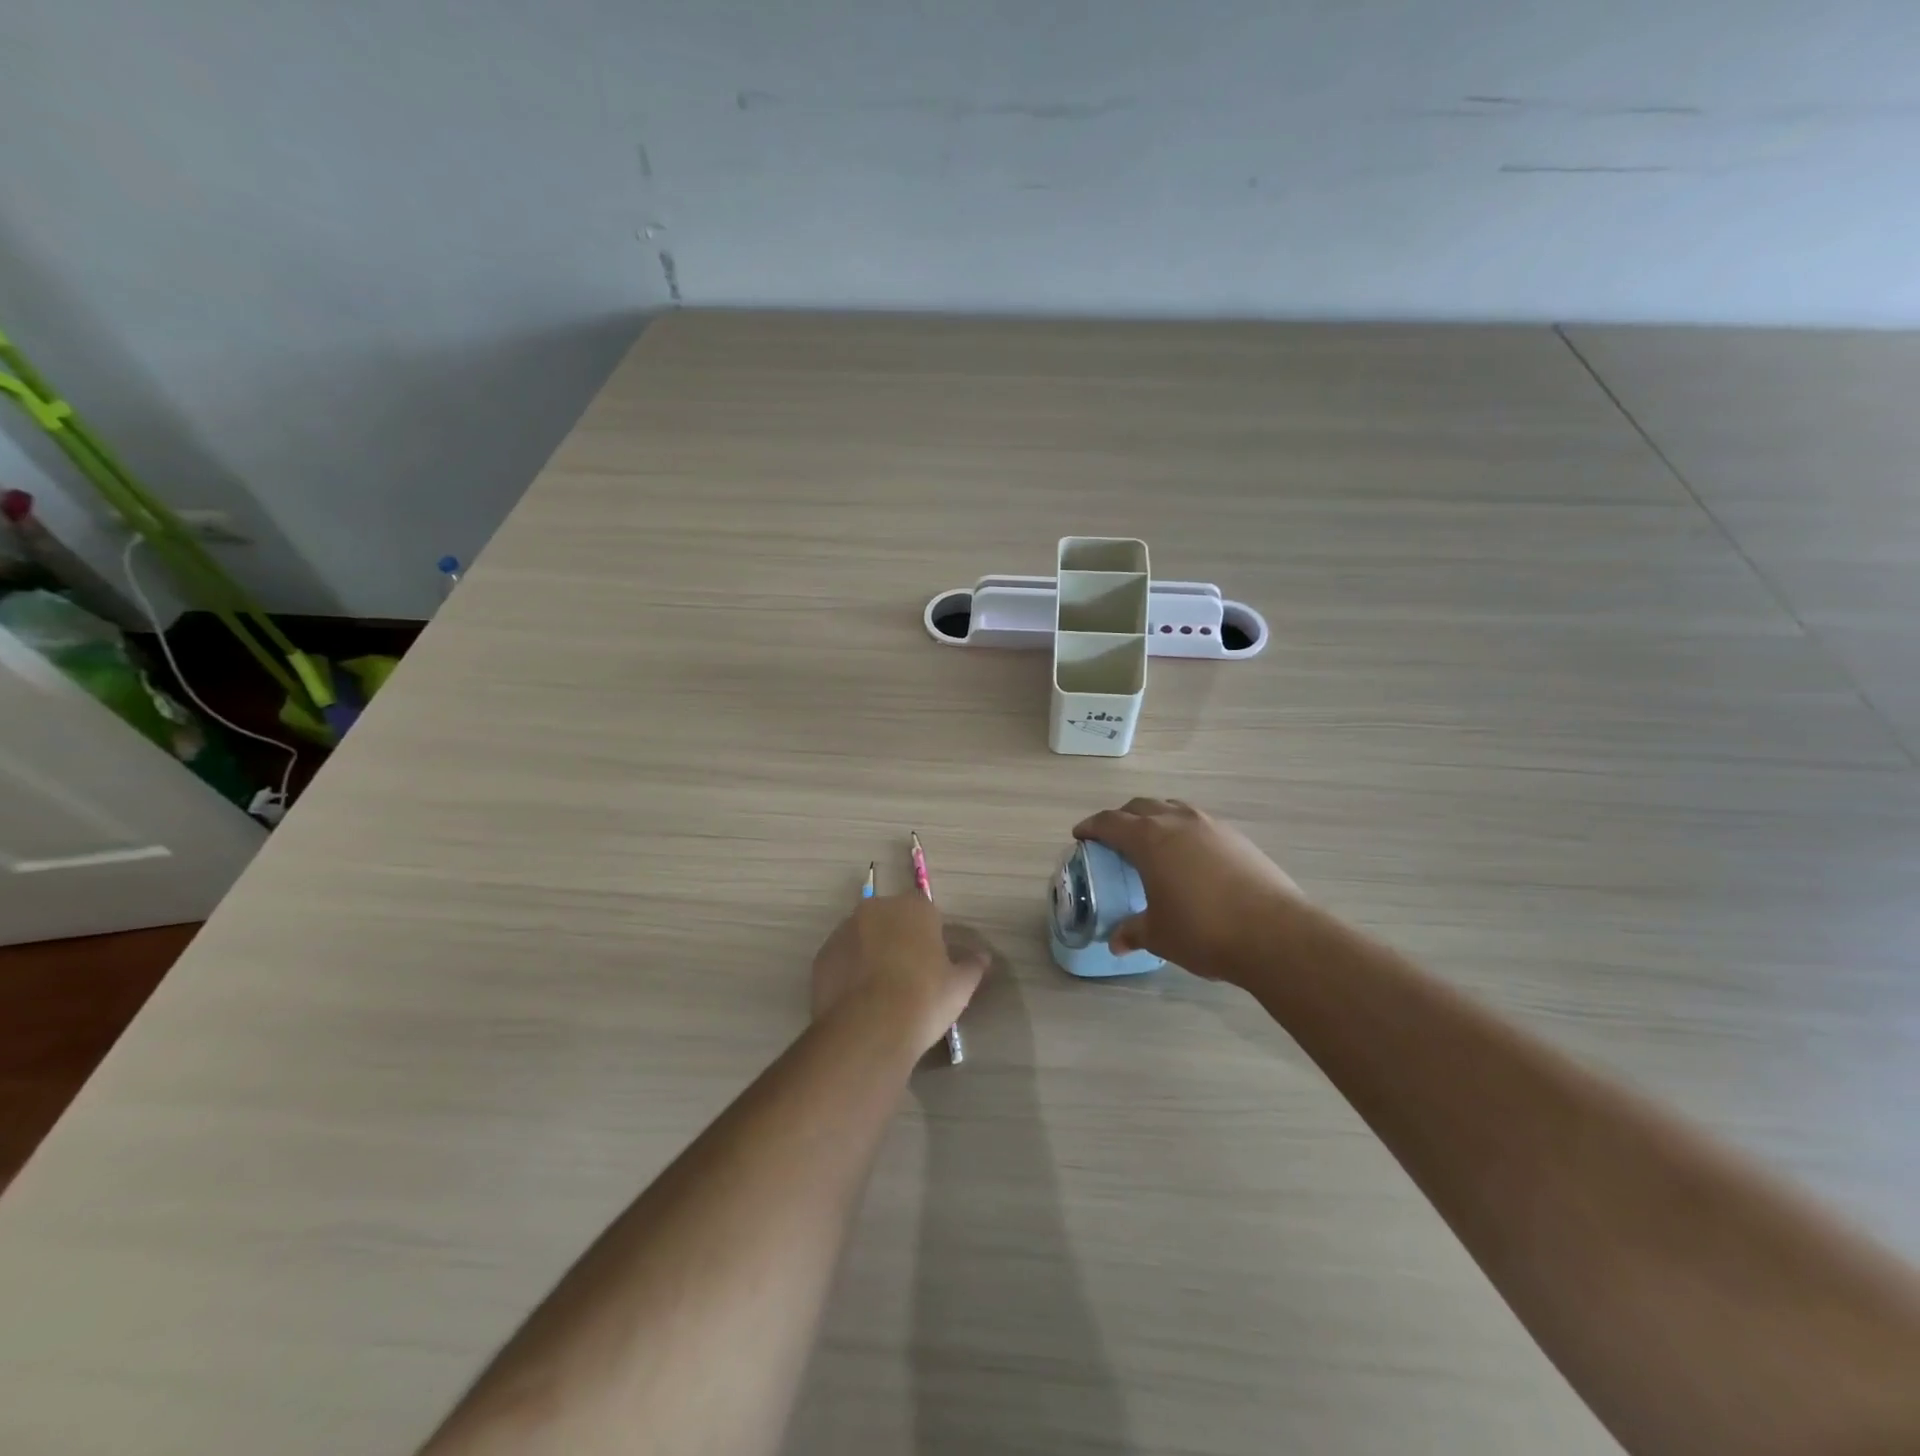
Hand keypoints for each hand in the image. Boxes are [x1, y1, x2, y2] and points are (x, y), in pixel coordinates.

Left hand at [811, 893, 990, 1050]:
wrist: (869, 1028)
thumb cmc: (924, 998)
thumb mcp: (960, 986)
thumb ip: (972, 966)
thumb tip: (983, 958)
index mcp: (914, 907)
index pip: (926, 911)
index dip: (930, 936)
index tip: (934, 962)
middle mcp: (876, 909)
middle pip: (891, 919)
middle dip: (899, 939)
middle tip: (909, 976)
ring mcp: (844, 930)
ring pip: (864, 937)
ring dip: (872, 954)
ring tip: (881, 993)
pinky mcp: (822, 955)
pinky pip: (842, 958)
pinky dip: (849, 972)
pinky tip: (860, 1001)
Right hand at [1073, 798, 1305, 982]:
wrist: (1274, 933)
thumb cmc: (1203, 930)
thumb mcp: (1159, 935)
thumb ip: (1134, 932)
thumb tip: (1117, 941)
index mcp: (1149, 839)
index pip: (1110, 822)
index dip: (1092, 827)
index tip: (1081, 835)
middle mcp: (1177, 822)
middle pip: (1141, 807)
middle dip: (1122, 818)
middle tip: (1114, 839)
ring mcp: (1211, 826)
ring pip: (1173, 809)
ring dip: (1156, 819)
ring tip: (1153, 843)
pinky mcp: (1237, 838)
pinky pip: (1199, 823)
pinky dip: (1184, 832)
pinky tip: (1189, 858)